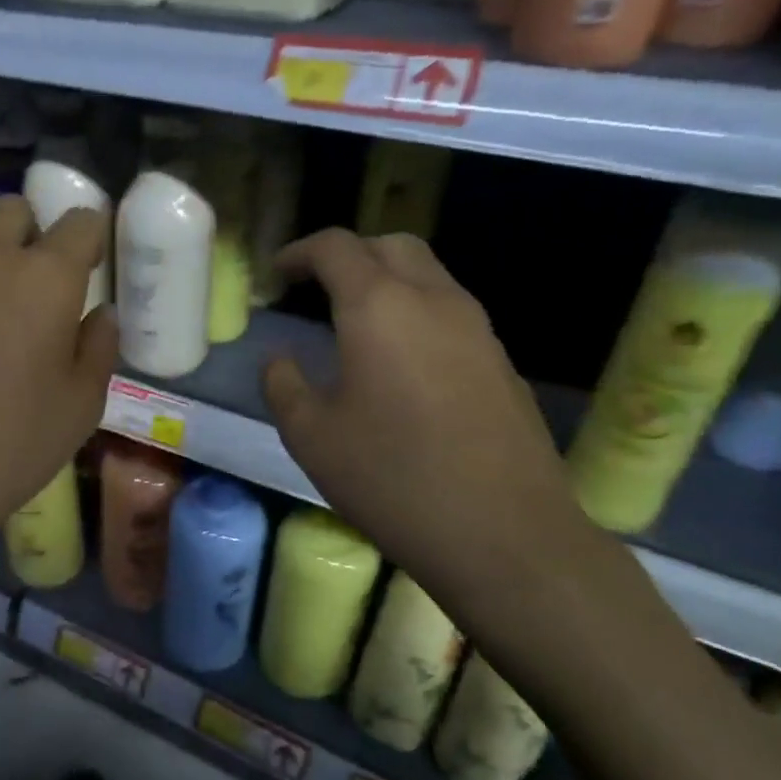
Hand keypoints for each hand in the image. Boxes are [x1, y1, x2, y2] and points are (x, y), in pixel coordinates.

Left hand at [0, 197, 115, 556]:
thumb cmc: (9, 448)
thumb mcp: (80, 407)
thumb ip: (98, 347)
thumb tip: (100, 313)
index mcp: (45, 278)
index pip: (80, 223)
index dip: (89, 239)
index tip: (86, 264)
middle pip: (15, 210)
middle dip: (32, 234)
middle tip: (30, 280)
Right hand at [263, 230, 592, 606]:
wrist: (504, 534)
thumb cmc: (392, 478)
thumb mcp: (310, 435)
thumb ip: (284, 384)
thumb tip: (280, 359)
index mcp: (379, 307)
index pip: (336, 247)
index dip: (299, 252)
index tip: (276, 275)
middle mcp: (434, 300)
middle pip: (390, 245)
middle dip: (347, 255)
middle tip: (314, 288)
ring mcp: (477, 329)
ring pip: (428, 274)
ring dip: (385, 281)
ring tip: (353, 322)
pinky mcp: (501, 361)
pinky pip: (450, 312)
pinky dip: (415, 312)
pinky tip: (399, 363)